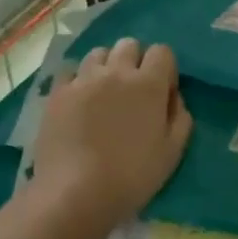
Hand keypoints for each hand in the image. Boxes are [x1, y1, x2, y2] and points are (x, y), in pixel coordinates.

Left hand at [28, 39, 192, 226]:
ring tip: (103, 94)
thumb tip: (173, 97)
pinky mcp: (57, 92)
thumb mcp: (172, 153)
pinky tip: (78, 102)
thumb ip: (180, 117)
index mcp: (148, 84)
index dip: (164, 70)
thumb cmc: (131, 177)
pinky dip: (78, 80)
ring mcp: (83, 79)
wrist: (75, 193)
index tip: (161, 94)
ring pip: (98, 54)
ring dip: (106, 67)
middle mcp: (116, 72)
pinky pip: (70, 72)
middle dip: (135, 61)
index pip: (162, 51)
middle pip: (128, 45)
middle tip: (132, 92)